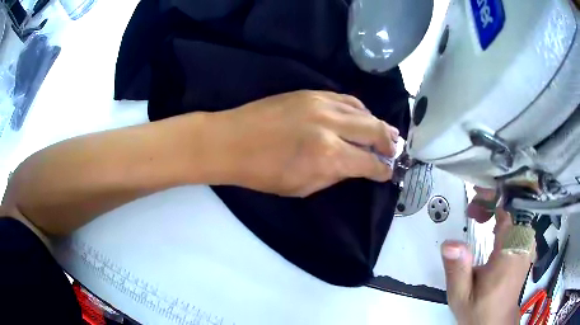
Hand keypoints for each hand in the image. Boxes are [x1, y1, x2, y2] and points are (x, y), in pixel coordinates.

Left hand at [210, 90, 398, 196]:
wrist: (231, 140)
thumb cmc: (262, 172)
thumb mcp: (302, 187)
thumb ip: (334, 175)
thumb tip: (356, 167)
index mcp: (328, 156)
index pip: (369, 163)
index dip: (382, 169)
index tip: (388, 171)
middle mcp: (331, 126)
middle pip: (375, 130)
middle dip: (389, 142)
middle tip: (394, 149)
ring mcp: (321, 104)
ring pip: (363, 111)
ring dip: (378, 124)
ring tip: (385, 132)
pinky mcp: (311, 92)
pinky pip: (346, 99)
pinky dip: (359, 109)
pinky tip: (362, 116)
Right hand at [441, 206, 532, 324]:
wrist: (496, 323)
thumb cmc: (479, 310)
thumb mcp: (461, 296)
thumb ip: (457, 270)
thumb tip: (449, 243)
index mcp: (509, 254)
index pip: (508, 211)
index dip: (493, 198)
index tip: (475, 197)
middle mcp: (523, 245)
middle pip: (515, 207)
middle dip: (494, 202)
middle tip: (473, 211)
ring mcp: (527, 246)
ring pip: (519, 213)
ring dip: (500, 208)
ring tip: (481, 217)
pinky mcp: (526, 249)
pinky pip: (521, 223)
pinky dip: (508, 217)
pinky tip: (494, 227)